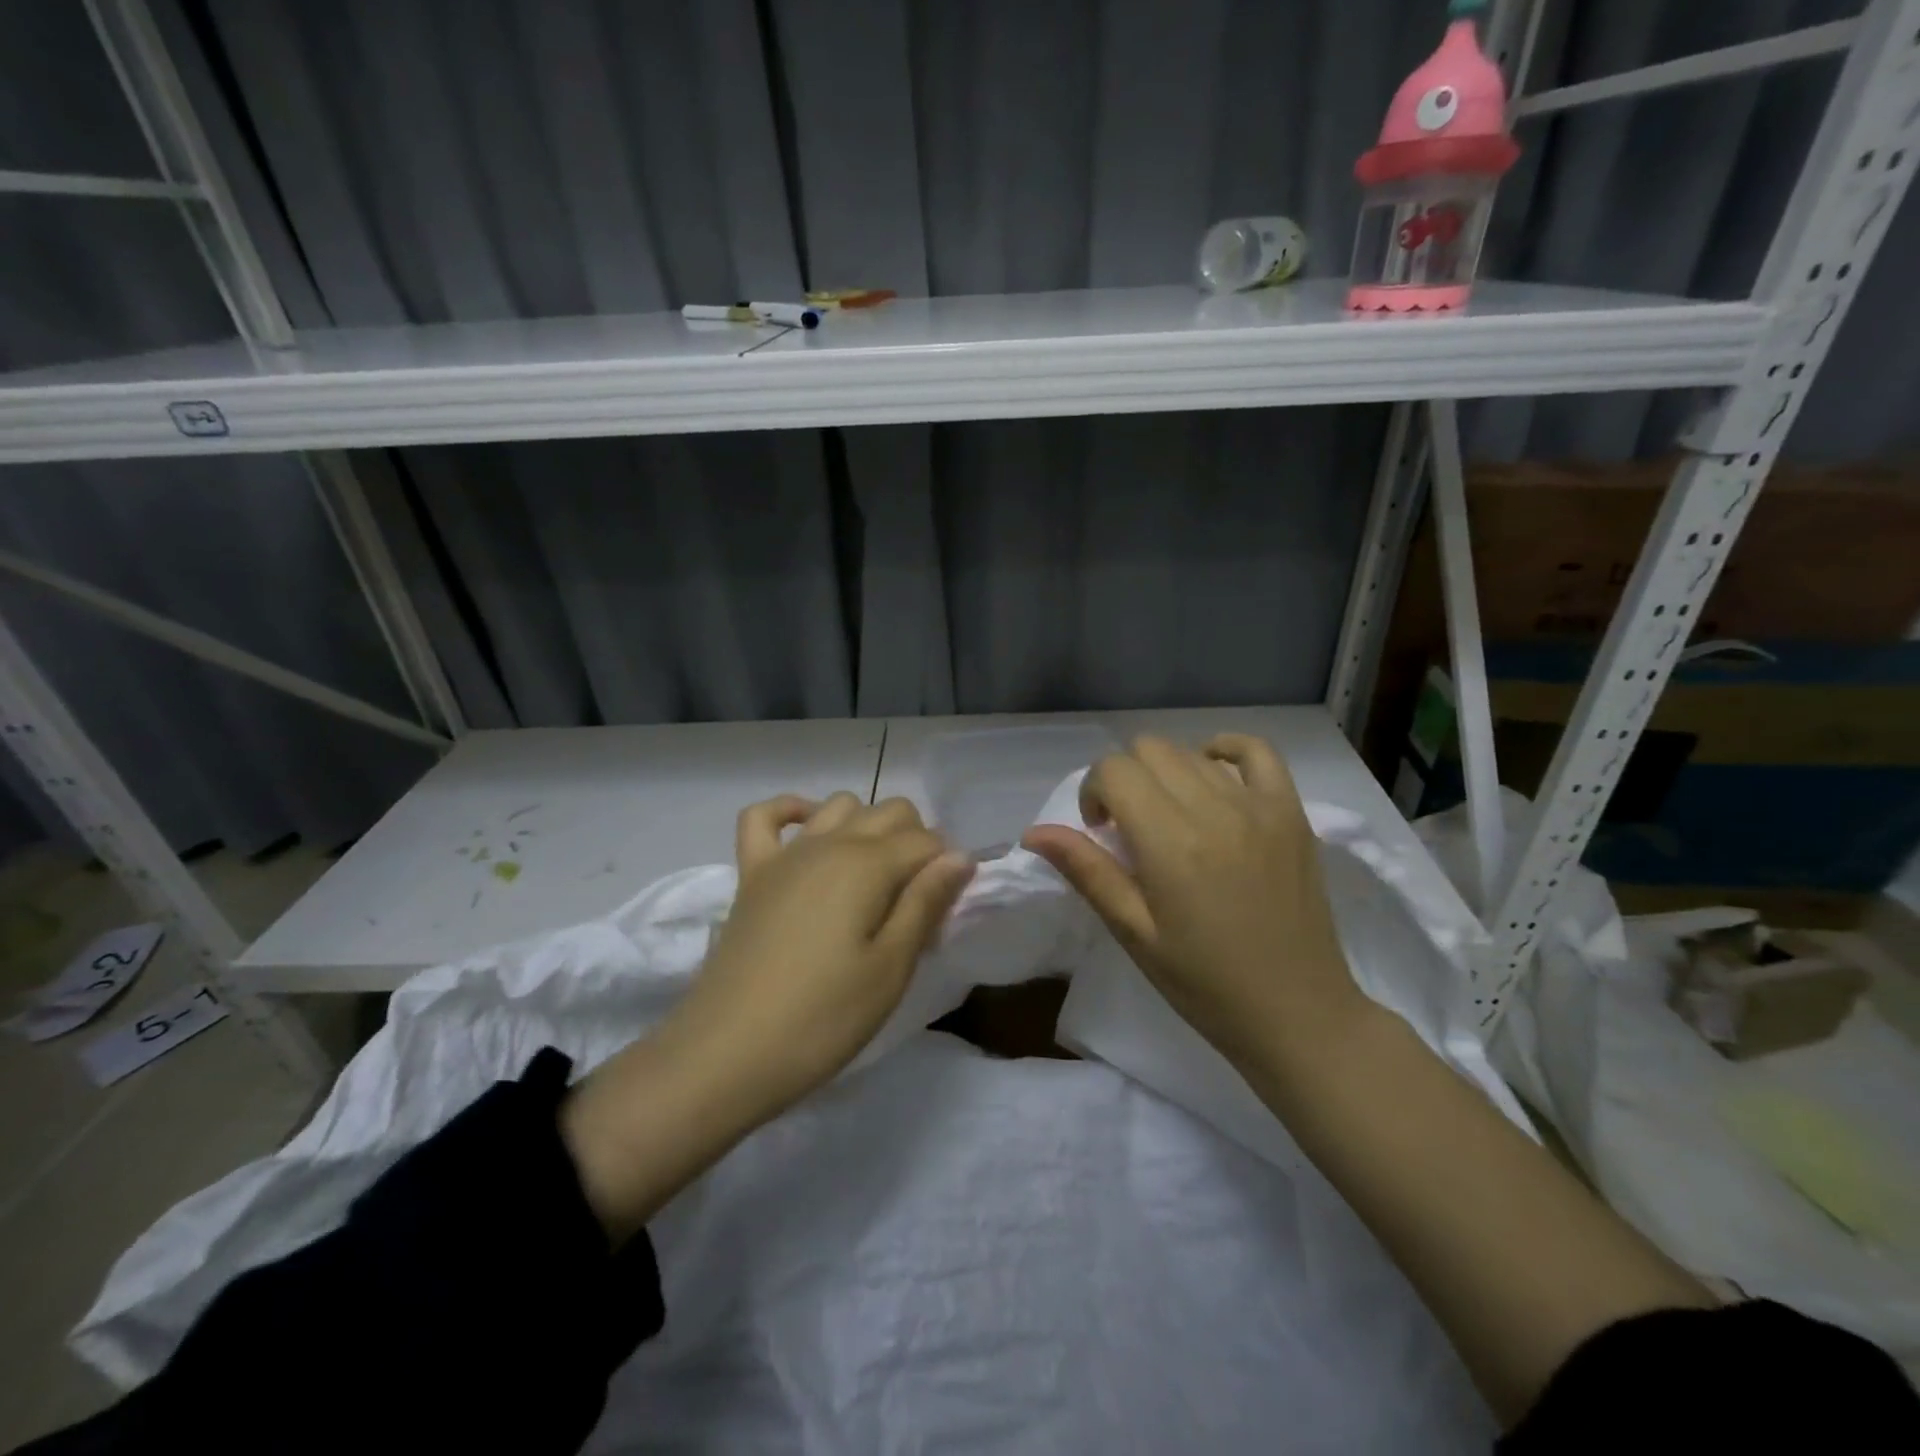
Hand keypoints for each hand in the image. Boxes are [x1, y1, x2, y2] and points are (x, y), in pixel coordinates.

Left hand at [563, 791, 972, 1241]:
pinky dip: (791, 812)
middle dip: (915, 842)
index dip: (946, 869)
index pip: (927, 841)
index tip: (944, 912)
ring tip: (872, 876)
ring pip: (840, 805)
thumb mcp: (891, 968)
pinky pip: (765, 816)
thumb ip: (926, 903)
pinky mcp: (751, 873)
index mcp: (868, 864)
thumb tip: (960, 855)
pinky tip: (809, 833)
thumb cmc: (823, 1018)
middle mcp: (829, 843)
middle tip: (914, 900)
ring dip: (866, 825)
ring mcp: (785, 854)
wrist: (727, 1054)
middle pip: (889, 812)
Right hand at [1022, 735, 1362, 1067]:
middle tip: (1129, 827)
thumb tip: (1034, 832)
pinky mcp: (1292, 812)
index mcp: (1168, 840)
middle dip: (1124, 779)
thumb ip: (1086, 871)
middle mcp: (1213, 809)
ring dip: (1165, 774)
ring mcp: (1258, 806)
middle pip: (1148, 750)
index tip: (1100, 831)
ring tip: (1170, 818)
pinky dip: (1225, 751)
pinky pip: (1257, 751)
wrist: (1296, 1013)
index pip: (1113, 770)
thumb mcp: (1134, 932)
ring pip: (1191, 752)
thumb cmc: (1204, 983)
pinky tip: (1211, 775)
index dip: (1093, 792)